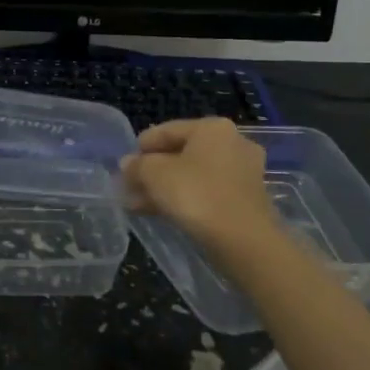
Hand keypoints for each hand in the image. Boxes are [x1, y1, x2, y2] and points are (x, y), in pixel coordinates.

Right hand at [121, 118, 276, 247]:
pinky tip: (161, 213)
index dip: (141, 147)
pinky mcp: (247, 199)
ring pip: (193, 175)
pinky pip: (207, 191)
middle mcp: (232, 143)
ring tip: (138, 205)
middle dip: (153, 171)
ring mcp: (243, 172)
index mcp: (212, 128)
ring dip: (165, 188)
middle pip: (181, 153)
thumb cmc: (197, 195)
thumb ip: (137, 165)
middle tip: (129, 186)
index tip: (123, 165)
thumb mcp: (155, 175)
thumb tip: (128, 163)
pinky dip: (185, 199)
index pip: (167, 130)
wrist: (244, 241)